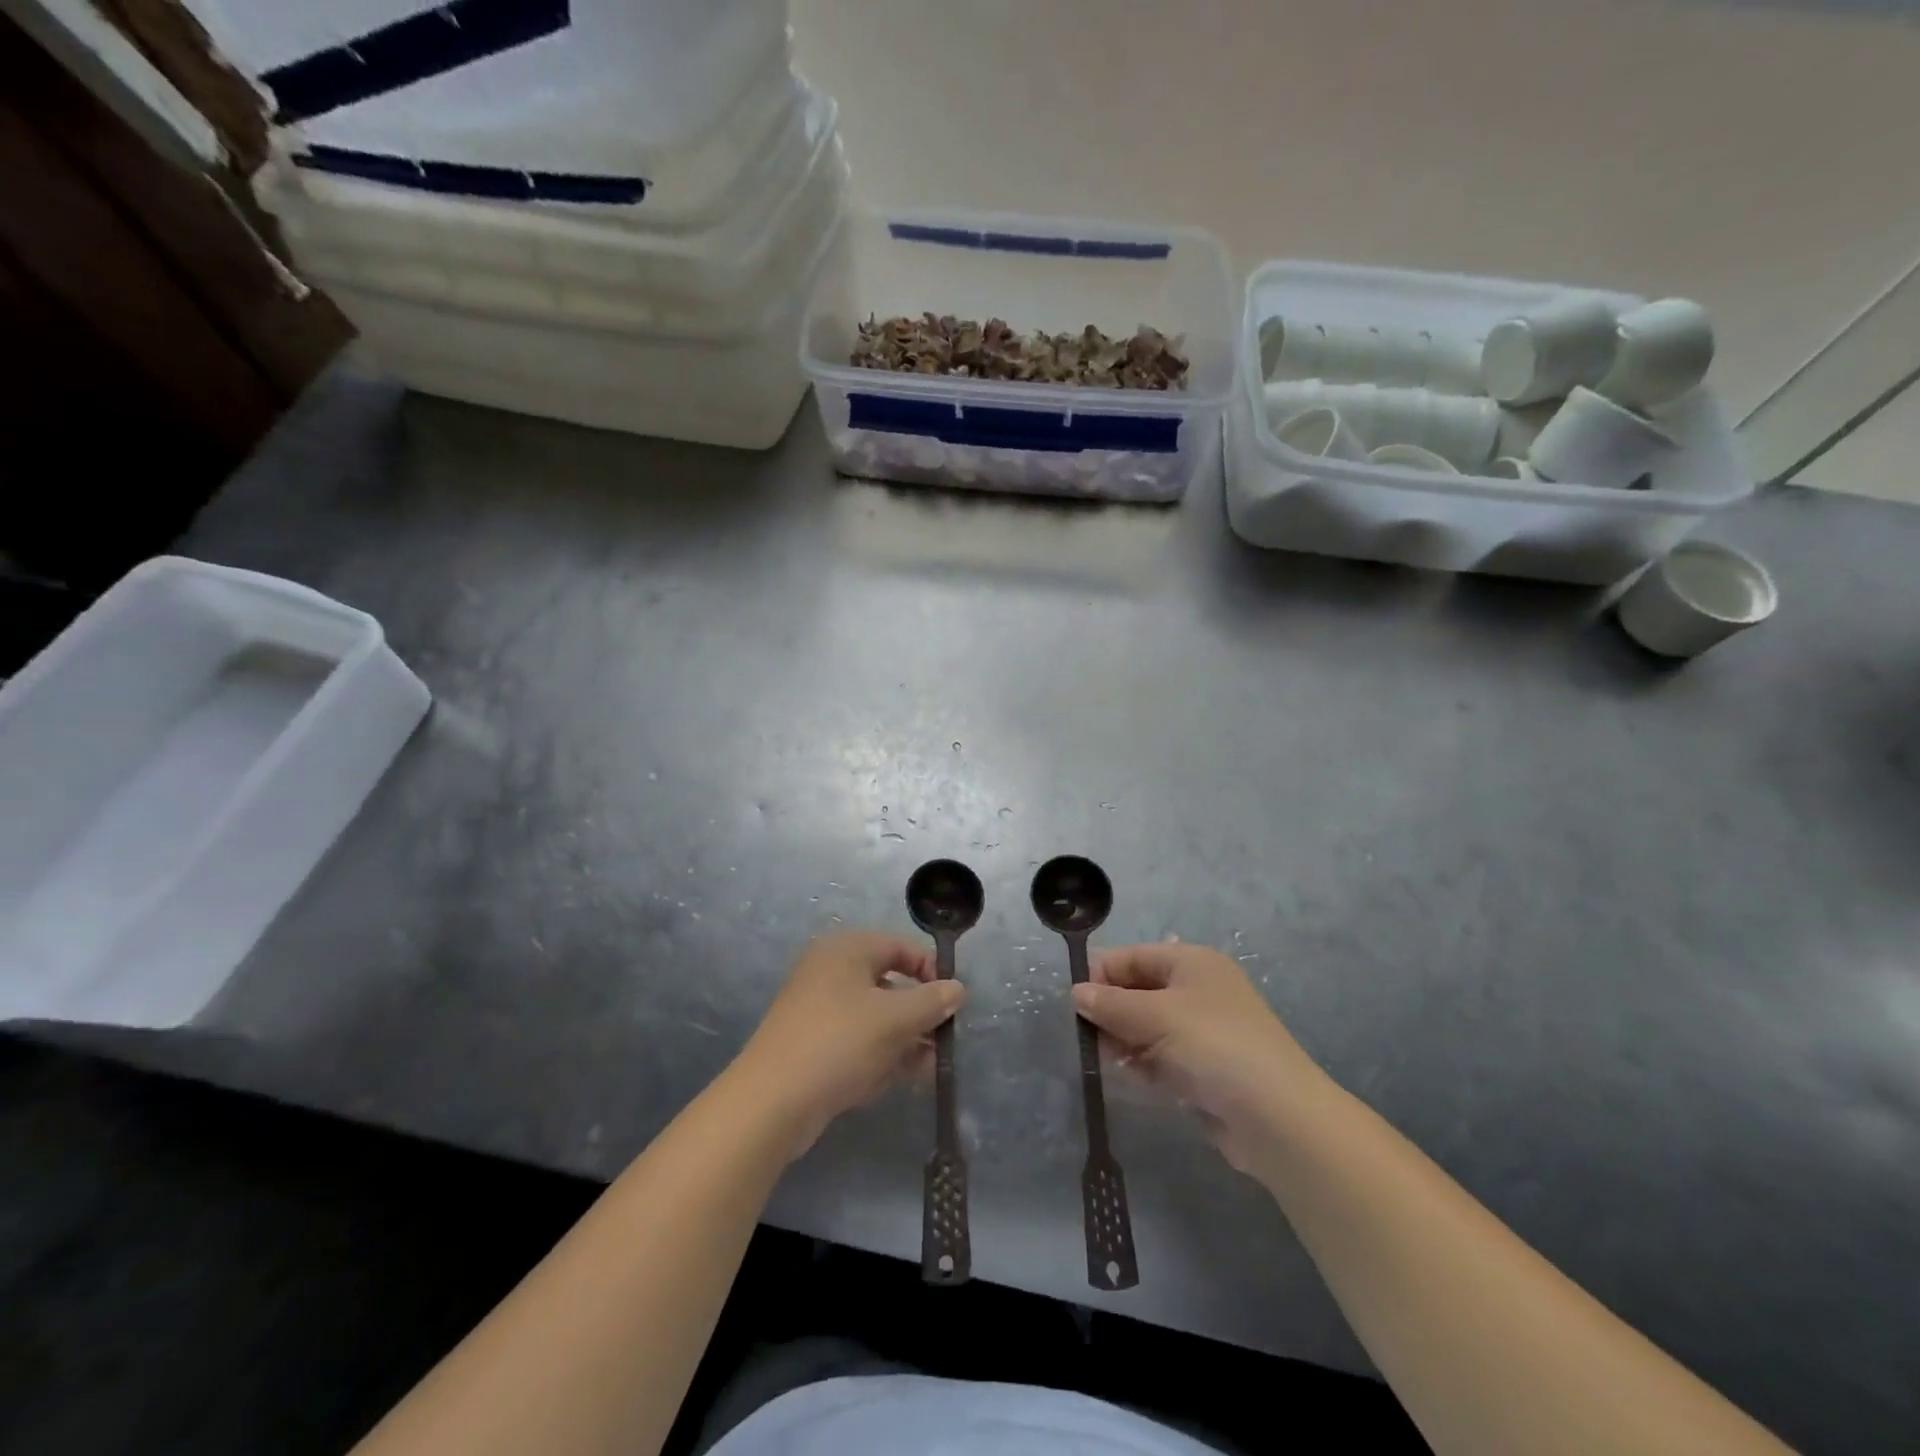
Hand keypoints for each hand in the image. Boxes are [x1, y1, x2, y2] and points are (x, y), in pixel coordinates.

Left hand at [735, 931, 963, 1158]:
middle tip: (942, 1041)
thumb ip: (932, 1001)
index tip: (952, 1003)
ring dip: (903, 1039)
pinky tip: (896, 1080)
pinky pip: (854, 1040)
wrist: (771, 1102)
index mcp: (846, 950)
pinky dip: (877, 1055)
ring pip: (873, 1016)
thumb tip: (957, 989)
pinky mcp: (810, 1044)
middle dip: (918, 1013)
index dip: (930, 971)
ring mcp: (816, 1008)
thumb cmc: (839, 1043)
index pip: (899, 947)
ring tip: (926, 1068)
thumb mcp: (895, 1020)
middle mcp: (829, 971)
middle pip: (887, 983)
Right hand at [1072, 943, 1330, 1173]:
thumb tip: (1076, 993)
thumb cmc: (1214, 1046)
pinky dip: (1143, 1064)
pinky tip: (1131, 1077)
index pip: (1133, 957)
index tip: (1073, 1002)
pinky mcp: (1204, 1069)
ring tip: (1106, 1059)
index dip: (1101, 974)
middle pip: (1138, 991)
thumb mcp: (1155, 1016)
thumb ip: (1111, 1004)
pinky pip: (1161, 1057)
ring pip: (1147, 1027)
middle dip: (1111, 1011)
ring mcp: (1203, 1032)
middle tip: (1085, 1035)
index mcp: (1192, 963)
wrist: (1277, 1118)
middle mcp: (1198, 990)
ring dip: (1124, 1040)